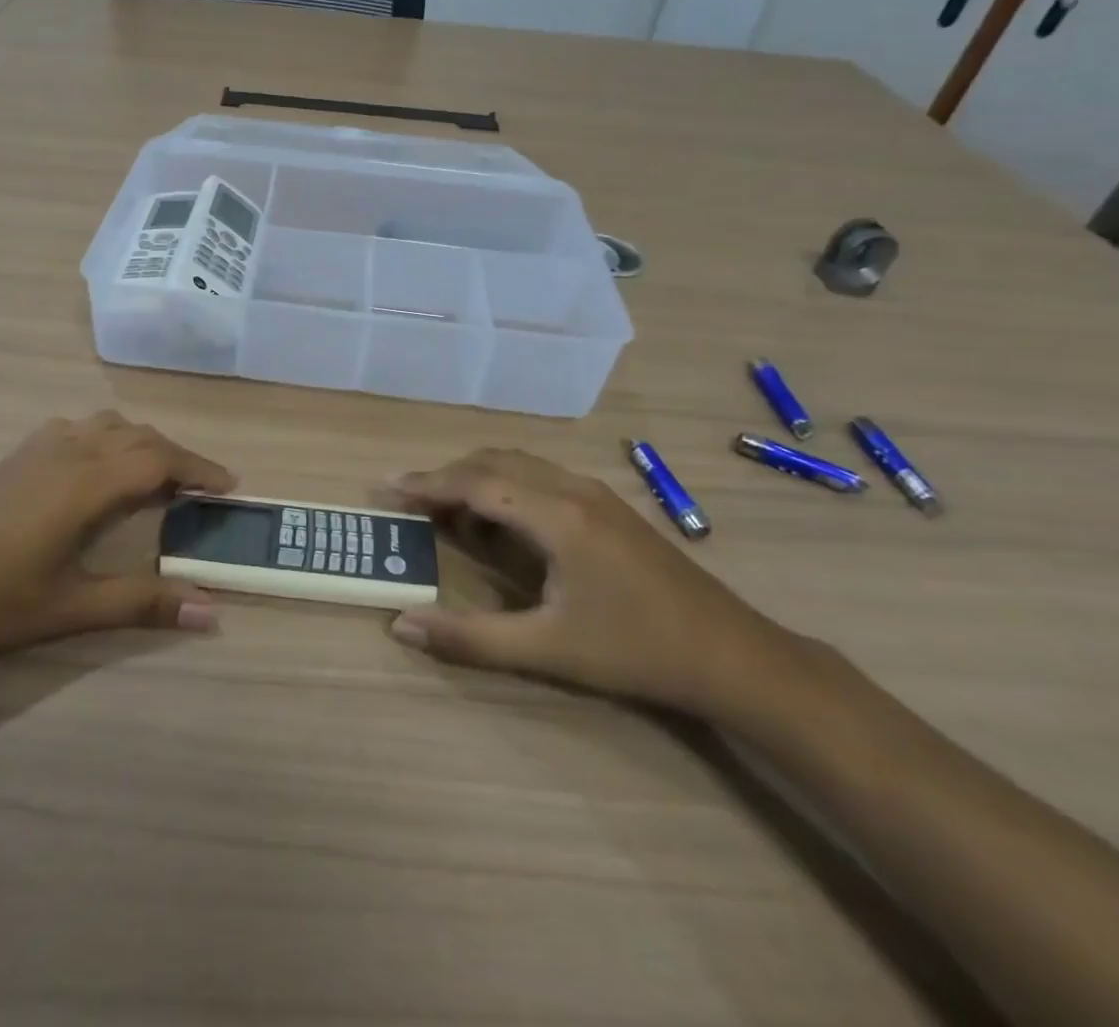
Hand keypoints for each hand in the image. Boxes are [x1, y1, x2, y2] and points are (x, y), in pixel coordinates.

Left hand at [0, 412, 234, 669]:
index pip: (159, 461)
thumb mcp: (68, 609)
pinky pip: (78, 428)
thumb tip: (210, 611)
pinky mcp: (14, 456)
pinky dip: (107, 438)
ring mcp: (37, 449)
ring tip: (157, 476)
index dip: (199, 469)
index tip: (230, 487)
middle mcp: (67, 452)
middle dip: (178, 456)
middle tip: (202, 489)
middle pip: (139, 436)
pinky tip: (97, 469)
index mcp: (85, 484)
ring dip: (142, 442)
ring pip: (107, 425)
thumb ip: (141, 604)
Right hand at [387, 449, 783, 711]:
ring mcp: (593, 493)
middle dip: (445, 478)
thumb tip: (401, 626)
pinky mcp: (606, 506)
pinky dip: (504, 488)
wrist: (733, 655)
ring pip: (518, 465)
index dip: (426, 484)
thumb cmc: (636, 651)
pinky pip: (539, 478)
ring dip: (476, 480)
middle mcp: (572, 488)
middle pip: (492, 463)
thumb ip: (470, 638)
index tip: (385, 489)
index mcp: (556, 515)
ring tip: (444, 514)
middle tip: (407, 503)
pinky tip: (500, 526)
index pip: (475, 483)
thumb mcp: (548, 649)